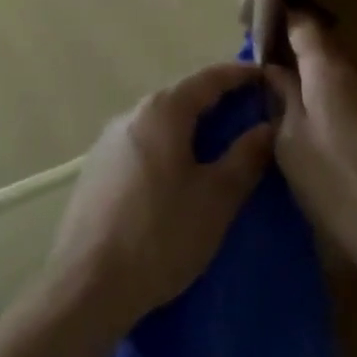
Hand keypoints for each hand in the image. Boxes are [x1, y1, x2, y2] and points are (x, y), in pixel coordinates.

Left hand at [44, 62, 274, 334]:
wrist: (88, 282)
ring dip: (191, 124)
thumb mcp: (215, 199)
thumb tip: (268, 127)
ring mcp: (110, 139)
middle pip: (182, 96)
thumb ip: (245, 158)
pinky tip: (179, 172)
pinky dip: (168, 144)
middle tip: (249, 112)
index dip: (239, 74)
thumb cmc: (161, 234)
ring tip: (220, 142)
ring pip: (161, 120)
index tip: (266, 75)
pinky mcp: (98, 166)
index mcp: (162, 111)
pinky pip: (143, 142)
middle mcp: (133, 113)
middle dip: (216, 100)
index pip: (208, 78)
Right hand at [266, 14, 356, 283]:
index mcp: (326, 69)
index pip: (303, 23)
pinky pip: (348, 93)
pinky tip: (312, 118)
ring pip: (335, 71)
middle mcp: (354, 73)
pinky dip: (327, 95)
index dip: (280, 19)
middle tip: (265, 62)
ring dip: (311, 73)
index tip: (258, 27)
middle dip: (294, 48)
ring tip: (284, 90)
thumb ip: (282, 96)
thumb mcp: (290, 140)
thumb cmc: (332, 182)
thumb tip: (274, 70)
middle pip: (321, 45)